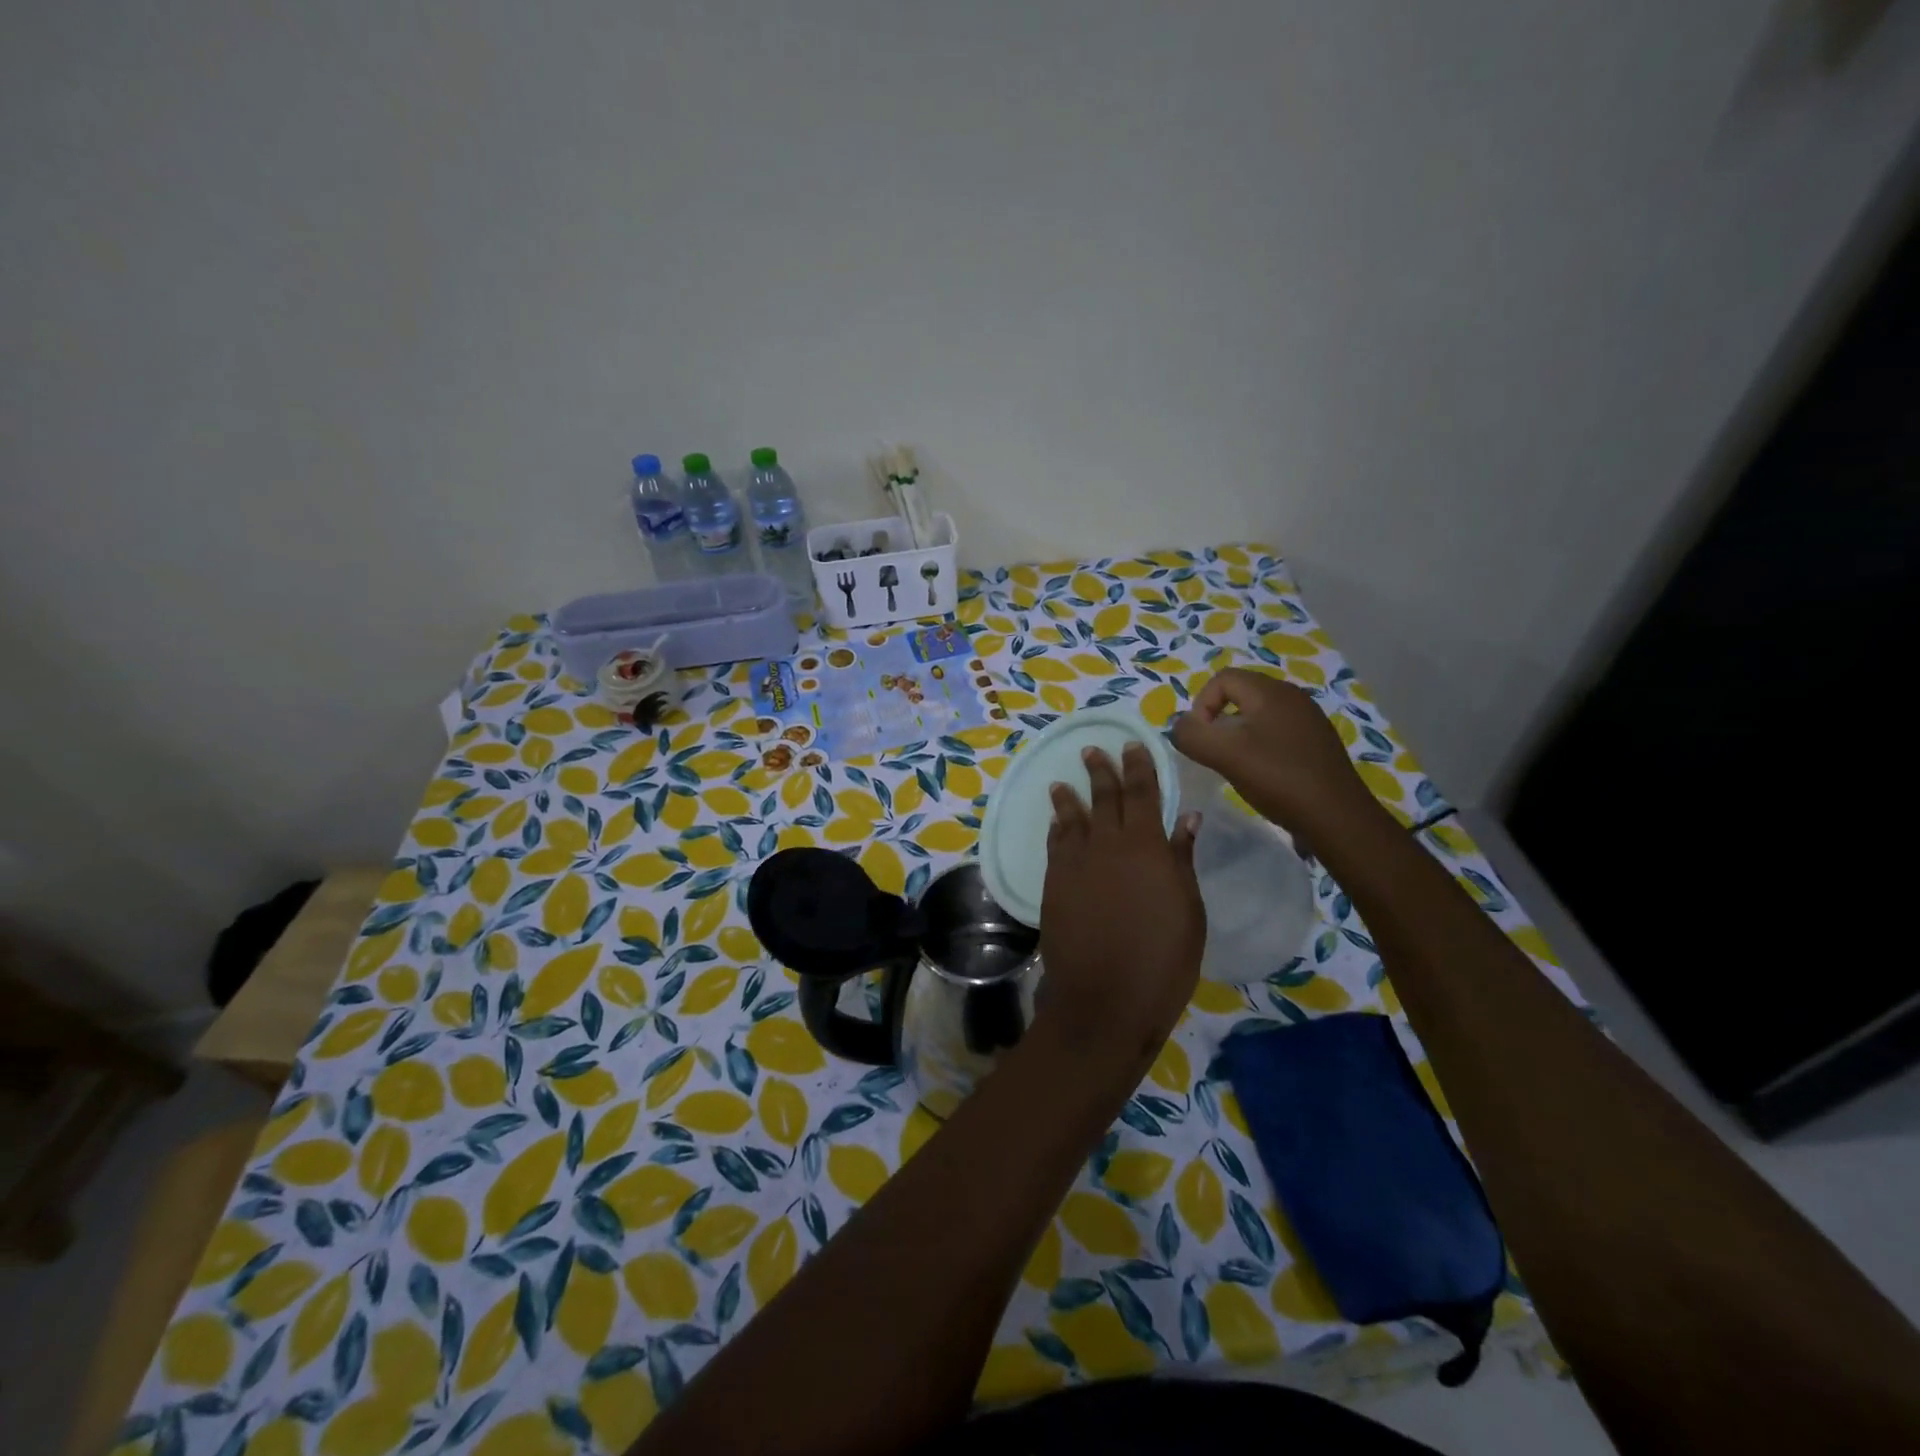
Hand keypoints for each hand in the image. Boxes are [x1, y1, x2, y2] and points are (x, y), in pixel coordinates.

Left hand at [1038, 743, 1204, 1064]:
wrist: (1104, 999)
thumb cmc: (1162, 960)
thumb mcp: (1189, 910)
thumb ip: (1182, 859)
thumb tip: (1186, 817)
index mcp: (1147, 847)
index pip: (1143, 793)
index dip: (1138, 767)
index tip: (1133, 744)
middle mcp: (1107, 845)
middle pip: (1104, 798)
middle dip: (1101, 771)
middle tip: (1093, 750)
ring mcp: (1075, 864)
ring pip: (1072, 818)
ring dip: (1070, 796)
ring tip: (1064, 780)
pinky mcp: (1053, 884)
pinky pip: (1055, 845)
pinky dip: (1057, 828)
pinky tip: (1056, 821)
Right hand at [1170, 668, 1379, 837]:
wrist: (1337, 818)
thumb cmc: (1278, 778)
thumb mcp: (1224, 755)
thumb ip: (1191, 735)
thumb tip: (1179, 726)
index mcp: (1271, 692)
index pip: (1223, 679)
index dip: (1201, 704)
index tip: (1201, 738)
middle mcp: (1293, 697)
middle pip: (1241, 694)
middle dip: (1219, 720)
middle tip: (1214, 752)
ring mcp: (1309, 720)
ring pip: (1259, 716)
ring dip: (1239, 735)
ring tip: (1236, 765)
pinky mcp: (1317, 744)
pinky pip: (1278, 733)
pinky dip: (1261, 747)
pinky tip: (1263, 775)